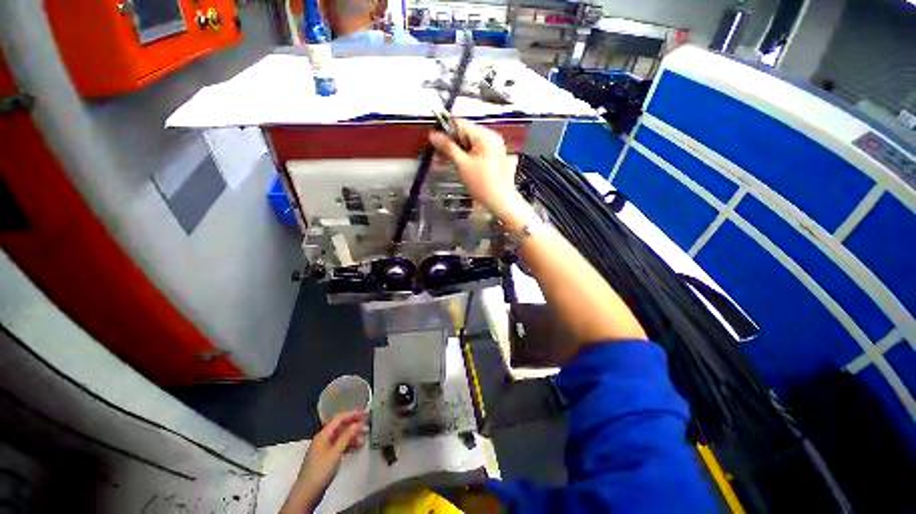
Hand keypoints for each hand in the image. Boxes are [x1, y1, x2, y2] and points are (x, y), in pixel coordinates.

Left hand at [281, 411, 367, 512]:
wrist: (307, 493)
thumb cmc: (321, 470)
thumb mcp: (335, 453)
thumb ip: (347, 437)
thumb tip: (357, 424)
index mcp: (323, 435)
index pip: (339, 419)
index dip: (352, 415)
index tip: (364, 414)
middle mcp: (324, 439)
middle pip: (341, 428)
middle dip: (354, 427)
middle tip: (367, 428)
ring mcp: (325, 449)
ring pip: (341, 438)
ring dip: (352, 437)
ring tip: (364, 440)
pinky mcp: (327, 458)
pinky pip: (339, 446)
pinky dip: (348, 446)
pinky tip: (357, 448)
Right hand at [429, 120, 524, 220]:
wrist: (501, 202)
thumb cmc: (481, 183)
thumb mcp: (462, 164)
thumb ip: (447, 147)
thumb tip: (432, 134)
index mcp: (485, 135)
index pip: (460, 124)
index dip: (445, 132)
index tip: (434, 144)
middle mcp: (492, 137)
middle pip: (465, 134)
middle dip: (451, 144)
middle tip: (439, 157)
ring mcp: (495, 148)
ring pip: (470, 144)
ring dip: (457, 152)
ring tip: (446, 163)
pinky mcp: (495, 158)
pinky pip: (477, 152)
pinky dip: (467, 157)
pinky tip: (459, 166)